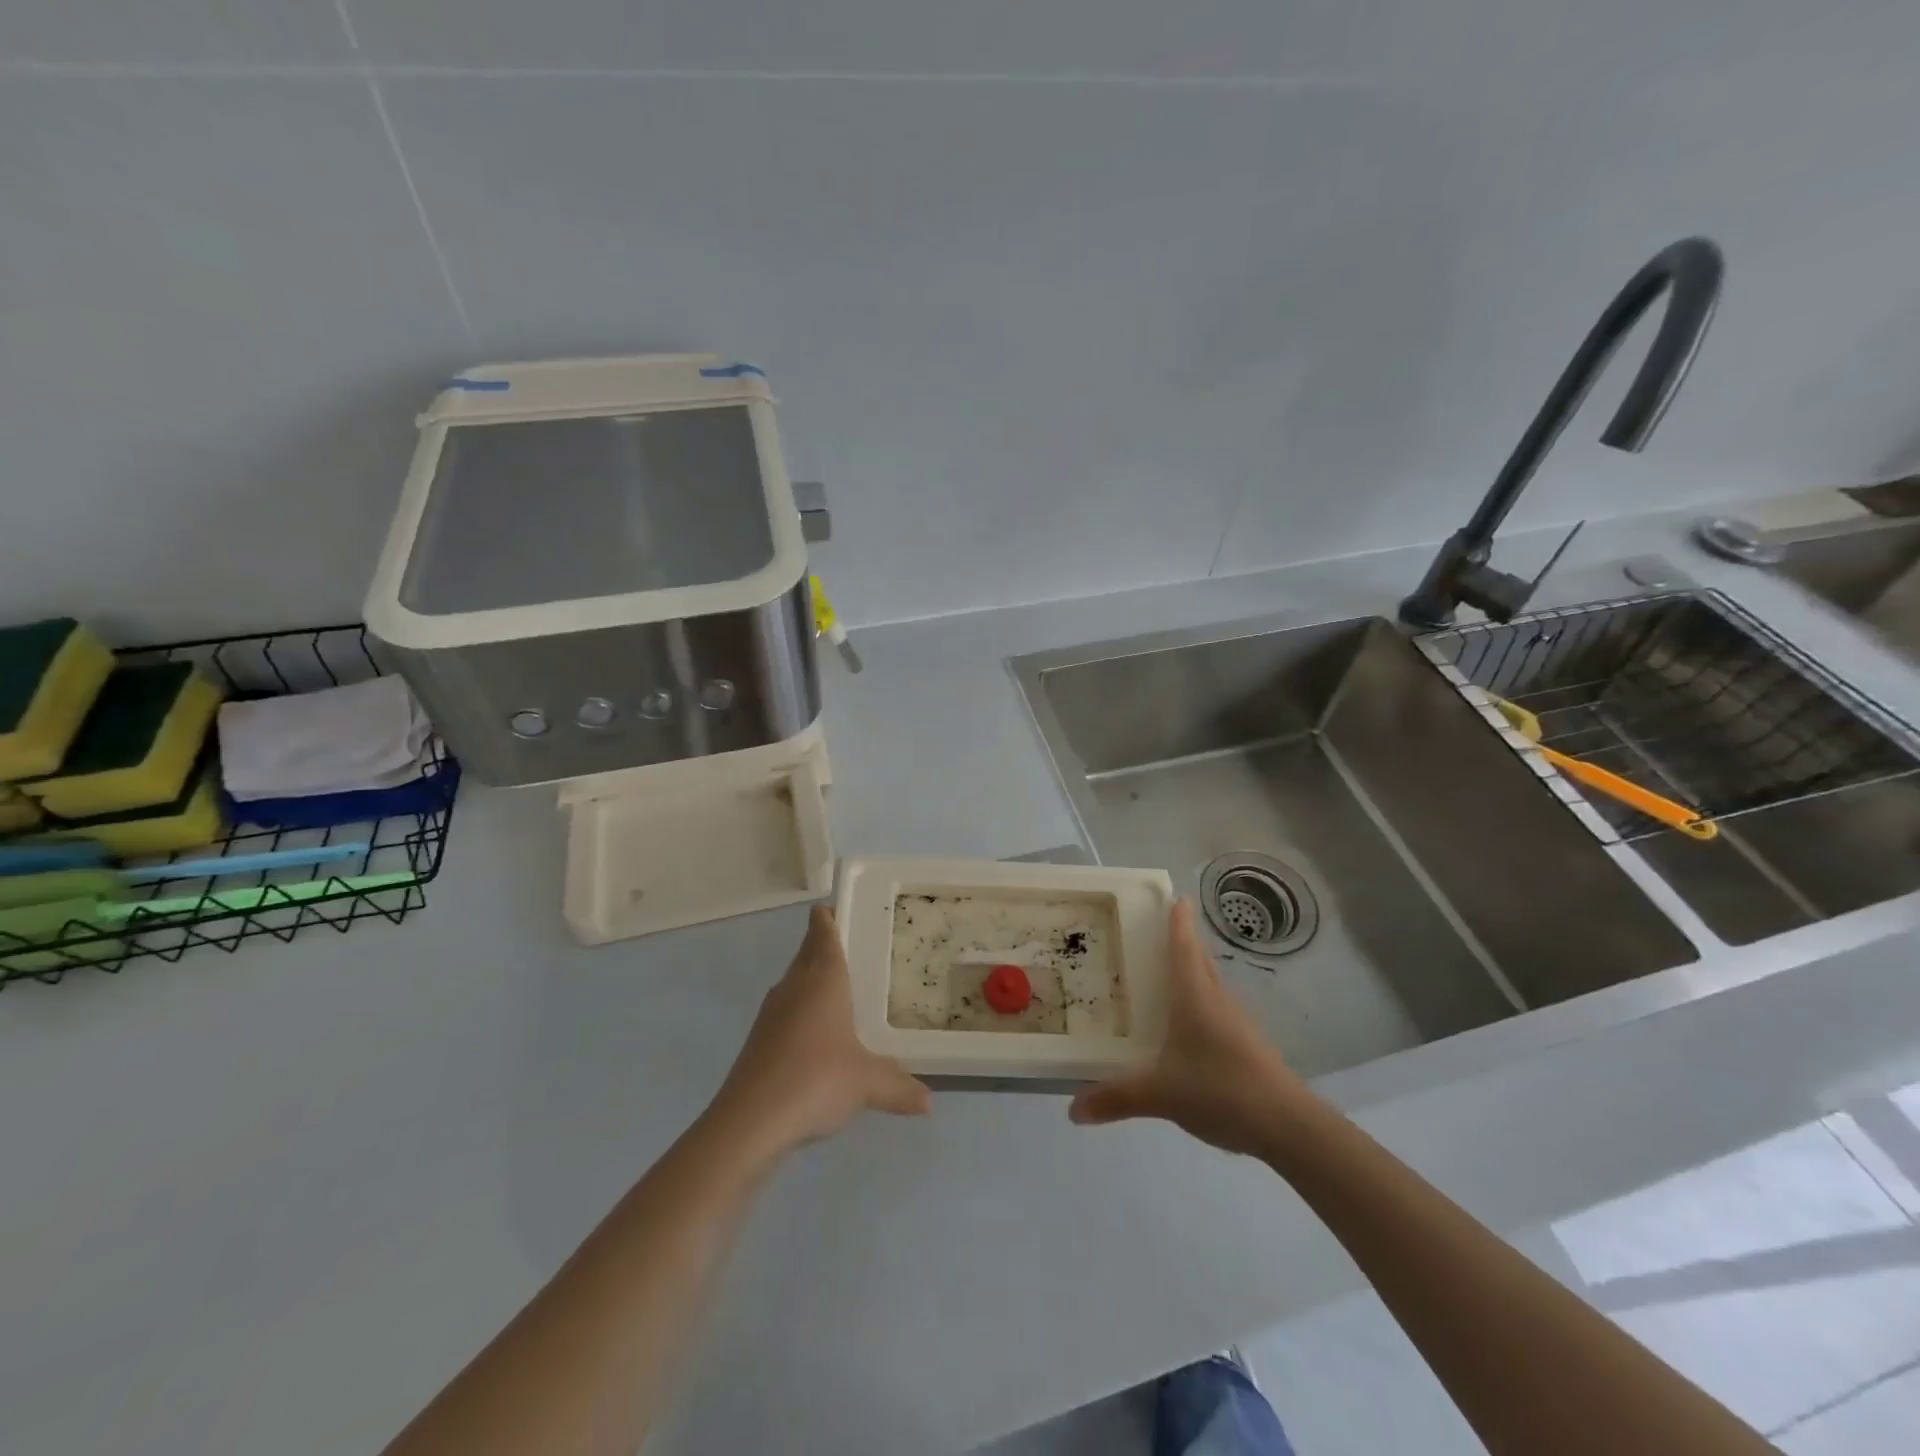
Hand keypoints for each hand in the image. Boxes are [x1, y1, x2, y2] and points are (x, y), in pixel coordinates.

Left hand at [710, 905, 929, 1158]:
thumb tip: (928, 1102)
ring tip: (839, 988)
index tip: (838, 908)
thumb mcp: (868, 1083)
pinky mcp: (758, 1041)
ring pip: (794, 982)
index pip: (822, 932)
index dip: (829, 917)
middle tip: (852, 946)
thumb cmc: (816, 1080)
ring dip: (811, 979)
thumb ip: (899, 1086)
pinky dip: (801, 1011)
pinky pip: (785, 1011)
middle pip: (807, 953)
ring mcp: (771, 1014)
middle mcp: (794, 986)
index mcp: (822, 979)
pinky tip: (817, 1035)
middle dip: (823, 945)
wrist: (749, 1121)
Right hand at [1069, 899, 1314, 1157]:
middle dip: (1182, 942)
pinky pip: (1218, 1009)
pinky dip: (1200, 1002)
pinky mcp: (1248, 1044)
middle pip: (1199, 959)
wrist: (1288, 1125)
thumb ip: (1117, 1098)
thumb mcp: (1161, 1094)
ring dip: (1192, 972)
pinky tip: (1187, 1025)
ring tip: (1164, 975)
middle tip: (1155, 933)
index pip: (1184, 946)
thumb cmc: (1221, 1090)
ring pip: (1210, 984)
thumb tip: (1073, 1110)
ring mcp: (1237, 1022)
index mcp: (1195, 995)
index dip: (1178, 921)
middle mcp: (1217, 999)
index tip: (1175, 897)